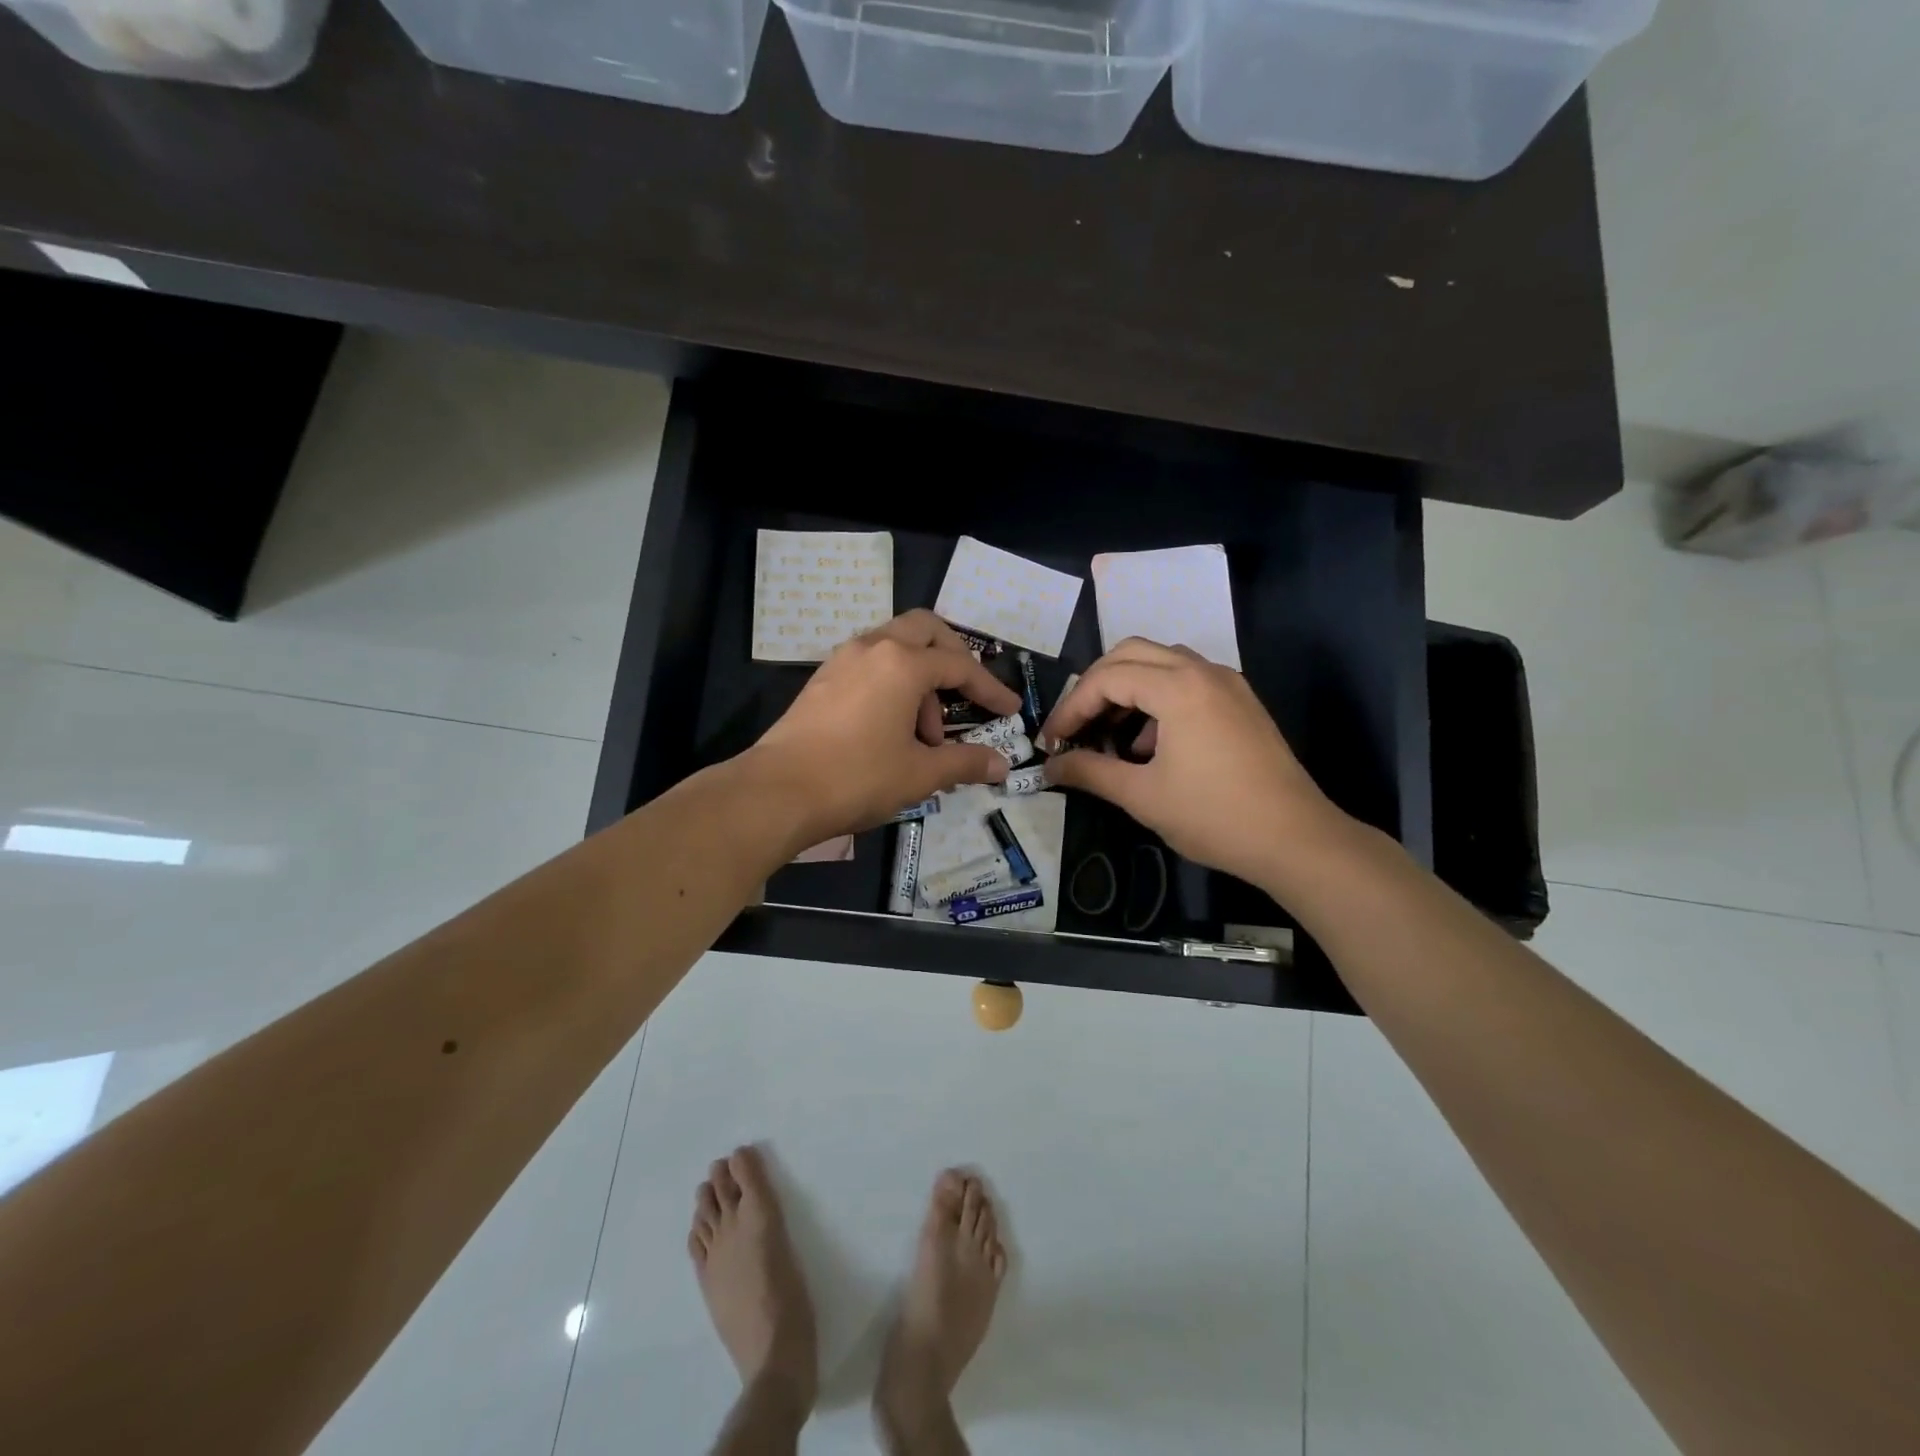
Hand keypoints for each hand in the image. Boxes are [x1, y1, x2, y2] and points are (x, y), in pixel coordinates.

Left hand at [751, 610, 1023, 845]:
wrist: (777, 792)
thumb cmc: (857, 777)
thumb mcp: (919, 773)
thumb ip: (964, 762)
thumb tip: (1001, 765)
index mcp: (903, 663)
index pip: (960, 665)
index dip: (990, 688)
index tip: (1010, 710)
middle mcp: (872, 647)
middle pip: (925, 630)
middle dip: (954, 658)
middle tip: (967, 696)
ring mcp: (842, 660)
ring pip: (894, 647)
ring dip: (920, 678)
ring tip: (925, 736)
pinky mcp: (822, 679)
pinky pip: (870, 664)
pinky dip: (892, 684)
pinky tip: (891, 729)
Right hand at [1040, 639, 1345, 888]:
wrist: (1296, 840)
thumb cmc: (1214, 816)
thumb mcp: (1142, 796)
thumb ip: (1090, 772)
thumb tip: (1049, 768)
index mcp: (1178, 687)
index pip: (1106, 678)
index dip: (1071, 708)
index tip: (1051, 742)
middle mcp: (1203, 671)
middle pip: (1131, 653)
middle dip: (1094, 686)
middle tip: (1075, 725)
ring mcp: (1227, 683)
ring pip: (1161, 662)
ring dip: (1127, 688)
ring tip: (1108, 733)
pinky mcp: (1240, 702)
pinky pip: (1186, 681)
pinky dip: (1157, 698)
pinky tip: (1149, 744)